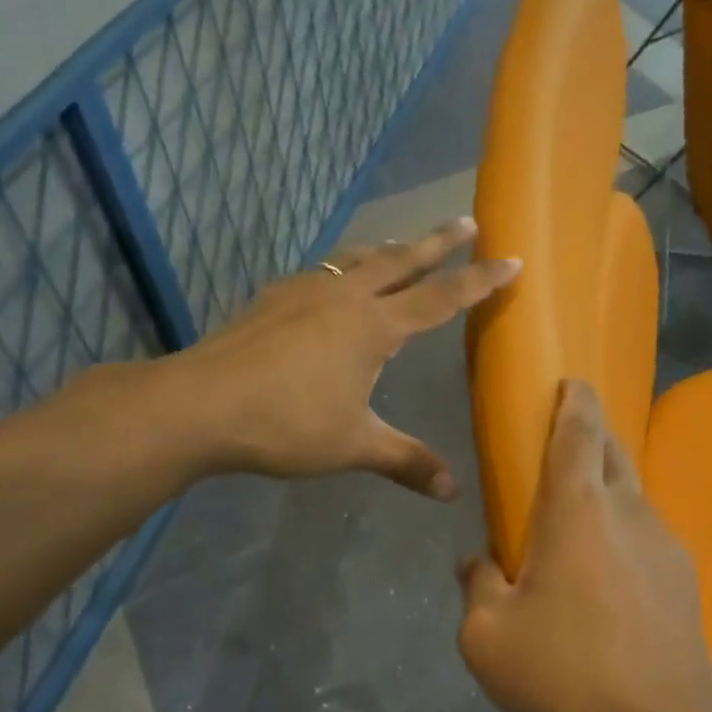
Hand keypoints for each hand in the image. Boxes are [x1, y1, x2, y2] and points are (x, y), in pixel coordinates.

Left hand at [172, 218, 519, 497]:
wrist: (200, 404)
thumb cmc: (286, 424)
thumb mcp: (353, 445)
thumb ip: (405, 461)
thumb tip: (452, 491)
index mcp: (373, 327)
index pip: (441, 297)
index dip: (479, 280)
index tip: (511, 259)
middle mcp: (344, 298)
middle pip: (401, 260)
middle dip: (438, 241)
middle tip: (466, 220)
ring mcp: (304, 292)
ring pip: (357, 260)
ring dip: (387, 250)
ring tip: (401, 246)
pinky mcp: (272, 299)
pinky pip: (323, 273)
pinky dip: (345, 270)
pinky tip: (334, 286)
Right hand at [456, 380, 711, 711]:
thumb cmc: (565, 672)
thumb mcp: (488, 637)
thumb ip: (477, 586)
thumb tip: (477, 562)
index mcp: (577, 509)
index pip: (579, 431)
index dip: (574, 400)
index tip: (569, 381)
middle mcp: (627, 511)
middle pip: (612, 450)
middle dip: (591, 432)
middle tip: (563, 441)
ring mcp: (664, 543)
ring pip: (633, 492)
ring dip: (607, 485)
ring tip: (578, 513)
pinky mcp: (683, 578)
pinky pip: (646, 534)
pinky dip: (623, 530)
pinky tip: (606, 571)